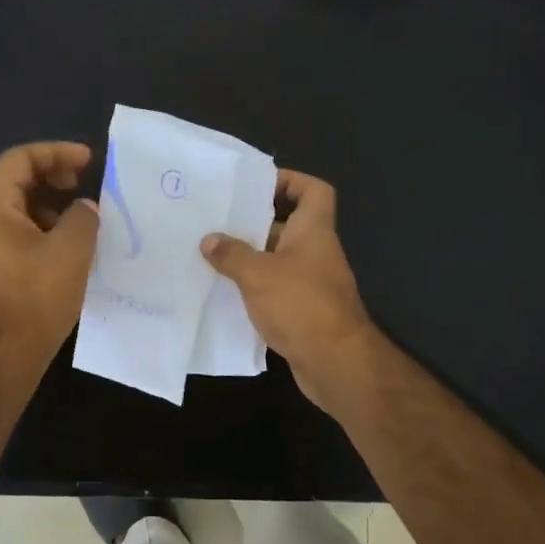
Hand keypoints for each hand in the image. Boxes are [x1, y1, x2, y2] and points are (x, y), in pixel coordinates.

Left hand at [0, 142, 99, 363]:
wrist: (2, 357)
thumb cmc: (35, 297)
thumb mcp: (71, 251)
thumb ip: (82, 218)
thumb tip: (84, 209)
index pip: (18, 160)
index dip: (54, 152)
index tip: (87, 160)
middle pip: (7, 178)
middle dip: (45, 172)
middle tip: (76, 180)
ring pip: (9, 207)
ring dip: (42, 201)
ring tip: (74, 215)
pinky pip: (10, 232)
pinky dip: (37, 226)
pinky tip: (61, 246)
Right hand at [200, 169, 379, 412]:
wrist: (335, 363)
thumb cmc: (300, 304)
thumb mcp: (258, 274)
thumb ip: (232, 254)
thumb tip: (209, 240)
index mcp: (314, 231)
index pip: (313, 190)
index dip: (290, 180)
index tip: (256, 186)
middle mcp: (316, 252)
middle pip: (288, 224)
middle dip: (255, 222)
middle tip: (218, 221)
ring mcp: (312, 283)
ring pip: (278, 259)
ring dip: (250, 257)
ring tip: (212, 254)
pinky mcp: (304, 311)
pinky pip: (276, 288)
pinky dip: (254, 288)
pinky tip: (224, 291)